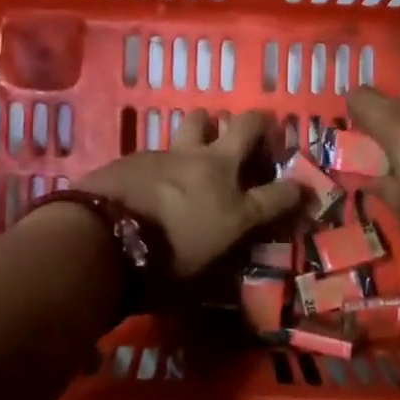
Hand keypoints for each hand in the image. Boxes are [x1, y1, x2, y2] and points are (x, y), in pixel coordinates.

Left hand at [77, 111, 304, 278]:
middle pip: (248, 128)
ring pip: (201, 119)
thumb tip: (224, 257)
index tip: (299, 191)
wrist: (100, 242)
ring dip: (207, 126)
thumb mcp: (199, 280)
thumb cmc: (156, 273)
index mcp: (235, 210)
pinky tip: (155, 172)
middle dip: (259, 125)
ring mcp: (177, 155)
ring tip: (202, 139)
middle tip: (256, 133)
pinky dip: (167, 156)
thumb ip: (219, 261)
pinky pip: (164, 145)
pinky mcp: (144, 152)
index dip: (295, 192)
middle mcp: (214, 172)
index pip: (282, 195)